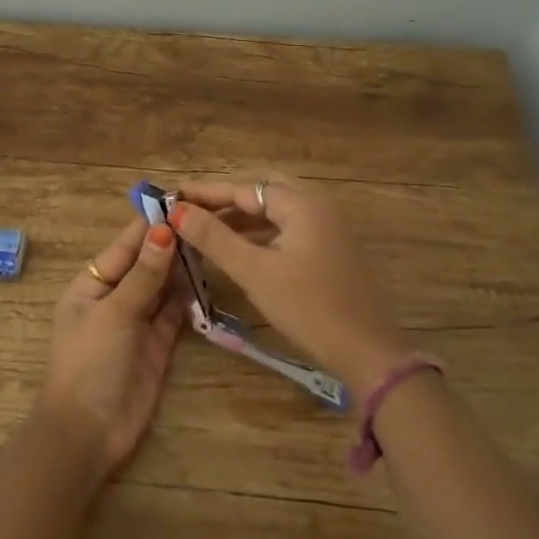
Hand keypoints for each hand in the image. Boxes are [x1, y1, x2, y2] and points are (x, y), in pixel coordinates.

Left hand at [36, 217, 184, 476]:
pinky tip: (209, 276)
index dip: (151, 223)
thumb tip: (164, 229)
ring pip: (164, 284)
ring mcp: (138, 320)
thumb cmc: (90, 363)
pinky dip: (190, 295)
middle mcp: (115, 296)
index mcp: (92, 283)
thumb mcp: (115, 312)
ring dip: (184, 266)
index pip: (126, 245)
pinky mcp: (159, 342)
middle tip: (210, 218)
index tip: (182, 200)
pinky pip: (176, 310)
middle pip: (147, 262)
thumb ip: (143, 273)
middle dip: (173, 243)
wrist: (89, 432)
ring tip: (215, 240)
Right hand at [169, 176, 414, 398]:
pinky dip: (259, 234)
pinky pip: (287, 228)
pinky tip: (238, 251)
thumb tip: (177, 211)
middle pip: (261, 192)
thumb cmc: (308, 307)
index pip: (244, 188)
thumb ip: (214, 238)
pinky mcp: (329, 248)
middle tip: (189, 212)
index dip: (205, 193)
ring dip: (241, 218)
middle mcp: (317, 205)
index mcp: (301, 203)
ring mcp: (327, 227)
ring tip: (204, 231)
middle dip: (224, 200)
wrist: (367, 351)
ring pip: (275, 212)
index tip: (171, 196)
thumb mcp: (255, 272)